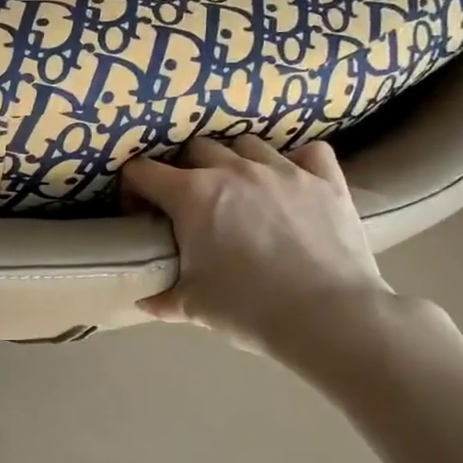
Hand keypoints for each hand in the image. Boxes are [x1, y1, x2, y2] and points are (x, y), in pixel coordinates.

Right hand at [121, 137, 394, 364]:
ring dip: (235, 161)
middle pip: (195, 148)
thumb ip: (160, 297)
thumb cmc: (248, 309)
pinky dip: (297, 162)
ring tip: (240, 189)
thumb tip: (141, 299)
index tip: (140, 210)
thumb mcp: (192, 307)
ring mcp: (282, 169)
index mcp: (192, 195)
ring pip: (247, 144)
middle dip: (185, 169)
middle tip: (190, 203)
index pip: (143, 172)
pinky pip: (309, 152)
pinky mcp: (325, 180)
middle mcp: (233, 169)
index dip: (133, 188)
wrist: (329, 318)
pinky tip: (294, 181)